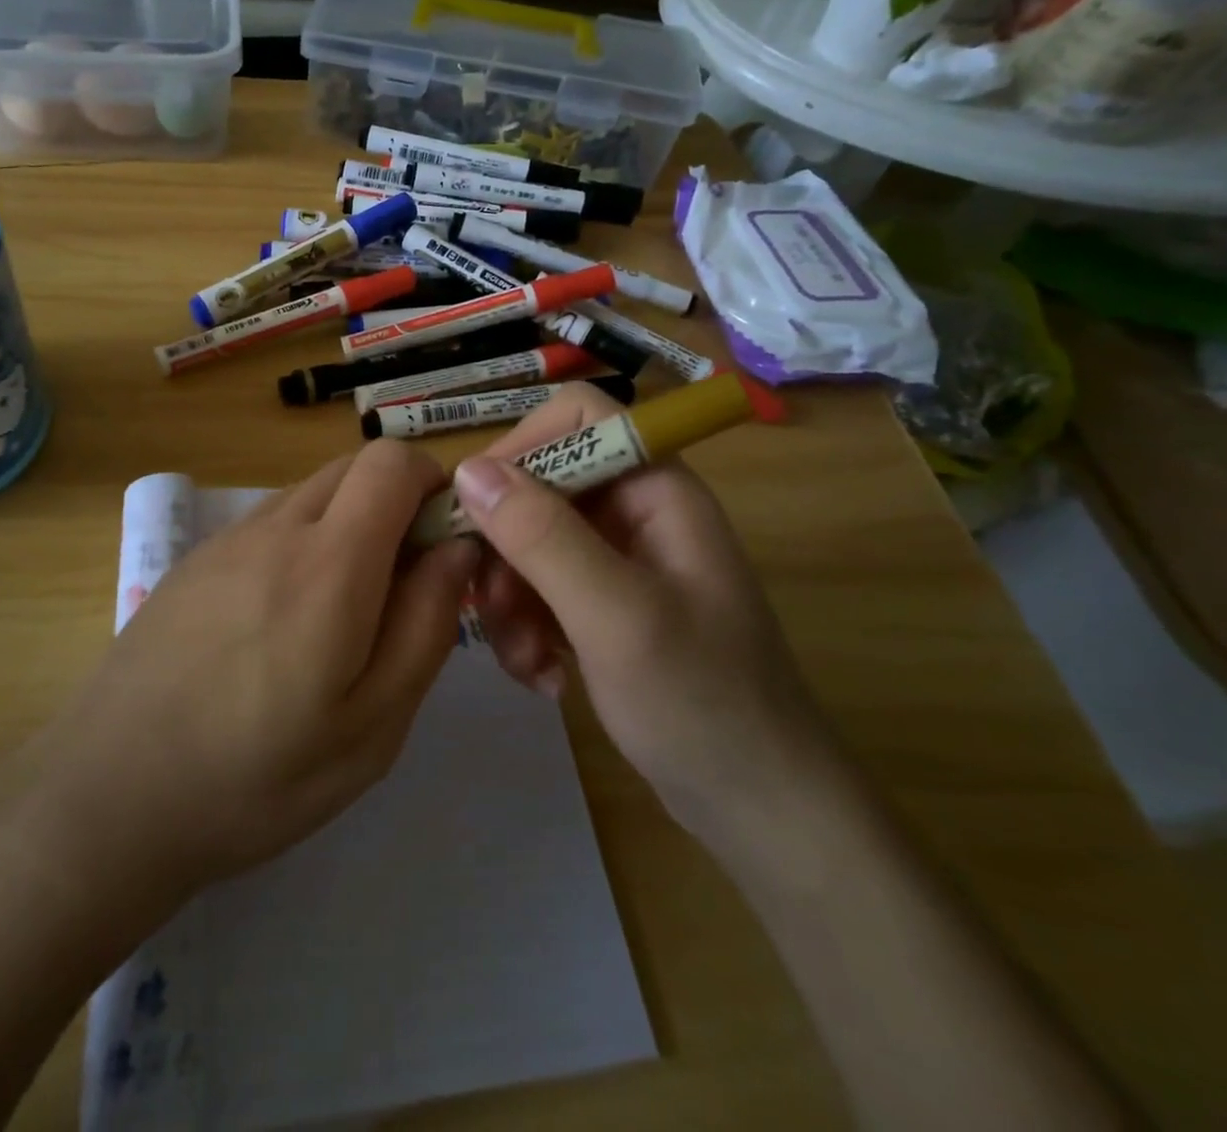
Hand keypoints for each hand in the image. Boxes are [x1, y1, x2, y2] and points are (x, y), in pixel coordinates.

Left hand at [5, 441, 479, 913]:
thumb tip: (456, 550)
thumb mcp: (374, 725)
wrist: (110, 794)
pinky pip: (269, 523)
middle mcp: (276, 527)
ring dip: (346, 525)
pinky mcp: (195, 560)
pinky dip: (301, 543)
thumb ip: (427, 625)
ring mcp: (227, 539)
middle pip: (352, 467)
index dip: (432, 484)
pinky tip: (279, 623)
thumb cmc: (258, 775)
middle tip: (398, 588)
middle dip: (394, 505)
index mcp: (329, 562)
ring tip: (338, 615)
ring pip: (311, 494)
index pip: (392, 461)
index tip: (441, 545)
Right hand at [452, 382, 837, 842]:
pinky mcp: (600, 603)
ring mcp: (615, 559)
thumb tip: (467, 468)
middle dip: (504, 549)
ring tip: (526, 662)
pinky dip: (526, 628)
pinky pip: (537, 587)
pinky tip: (544, 677)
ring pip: (526, 542)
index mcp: (655, 488)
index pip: (575, 418)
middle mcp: (633, 510)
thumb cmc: (702, 704)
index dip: (519, 449)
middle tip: (491, 609)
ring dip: (510, 600)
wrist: (759, 808)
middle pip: (538, 486)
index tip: (476, 511)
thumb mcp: (615, 616)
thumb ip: (542, 537)